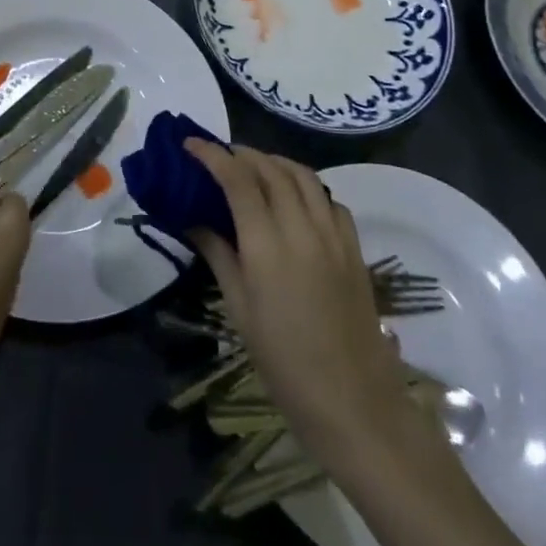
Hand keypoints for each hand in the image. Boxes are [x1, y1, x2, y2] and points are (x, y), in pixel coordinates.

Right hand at [184, 142, 447, 483]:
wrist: (354, 401)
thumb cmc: (284, 362)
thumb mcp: (240, 310)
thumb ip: (219, 255)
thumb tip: (194, 220)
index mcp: (267, 246)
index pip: (238, 180)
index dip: (213, 155)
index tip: (191, 144)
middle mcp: (303, 229)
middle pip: (272, 169)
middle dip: (242, 154)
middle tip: (219, 156)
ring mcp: (334, 236)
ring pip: (305, 177)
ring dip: (276, 162)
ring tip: (254, 167)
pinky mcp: (354, 248)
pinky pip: (330, 200)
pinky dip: (307, 187)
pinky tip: (294, 200)